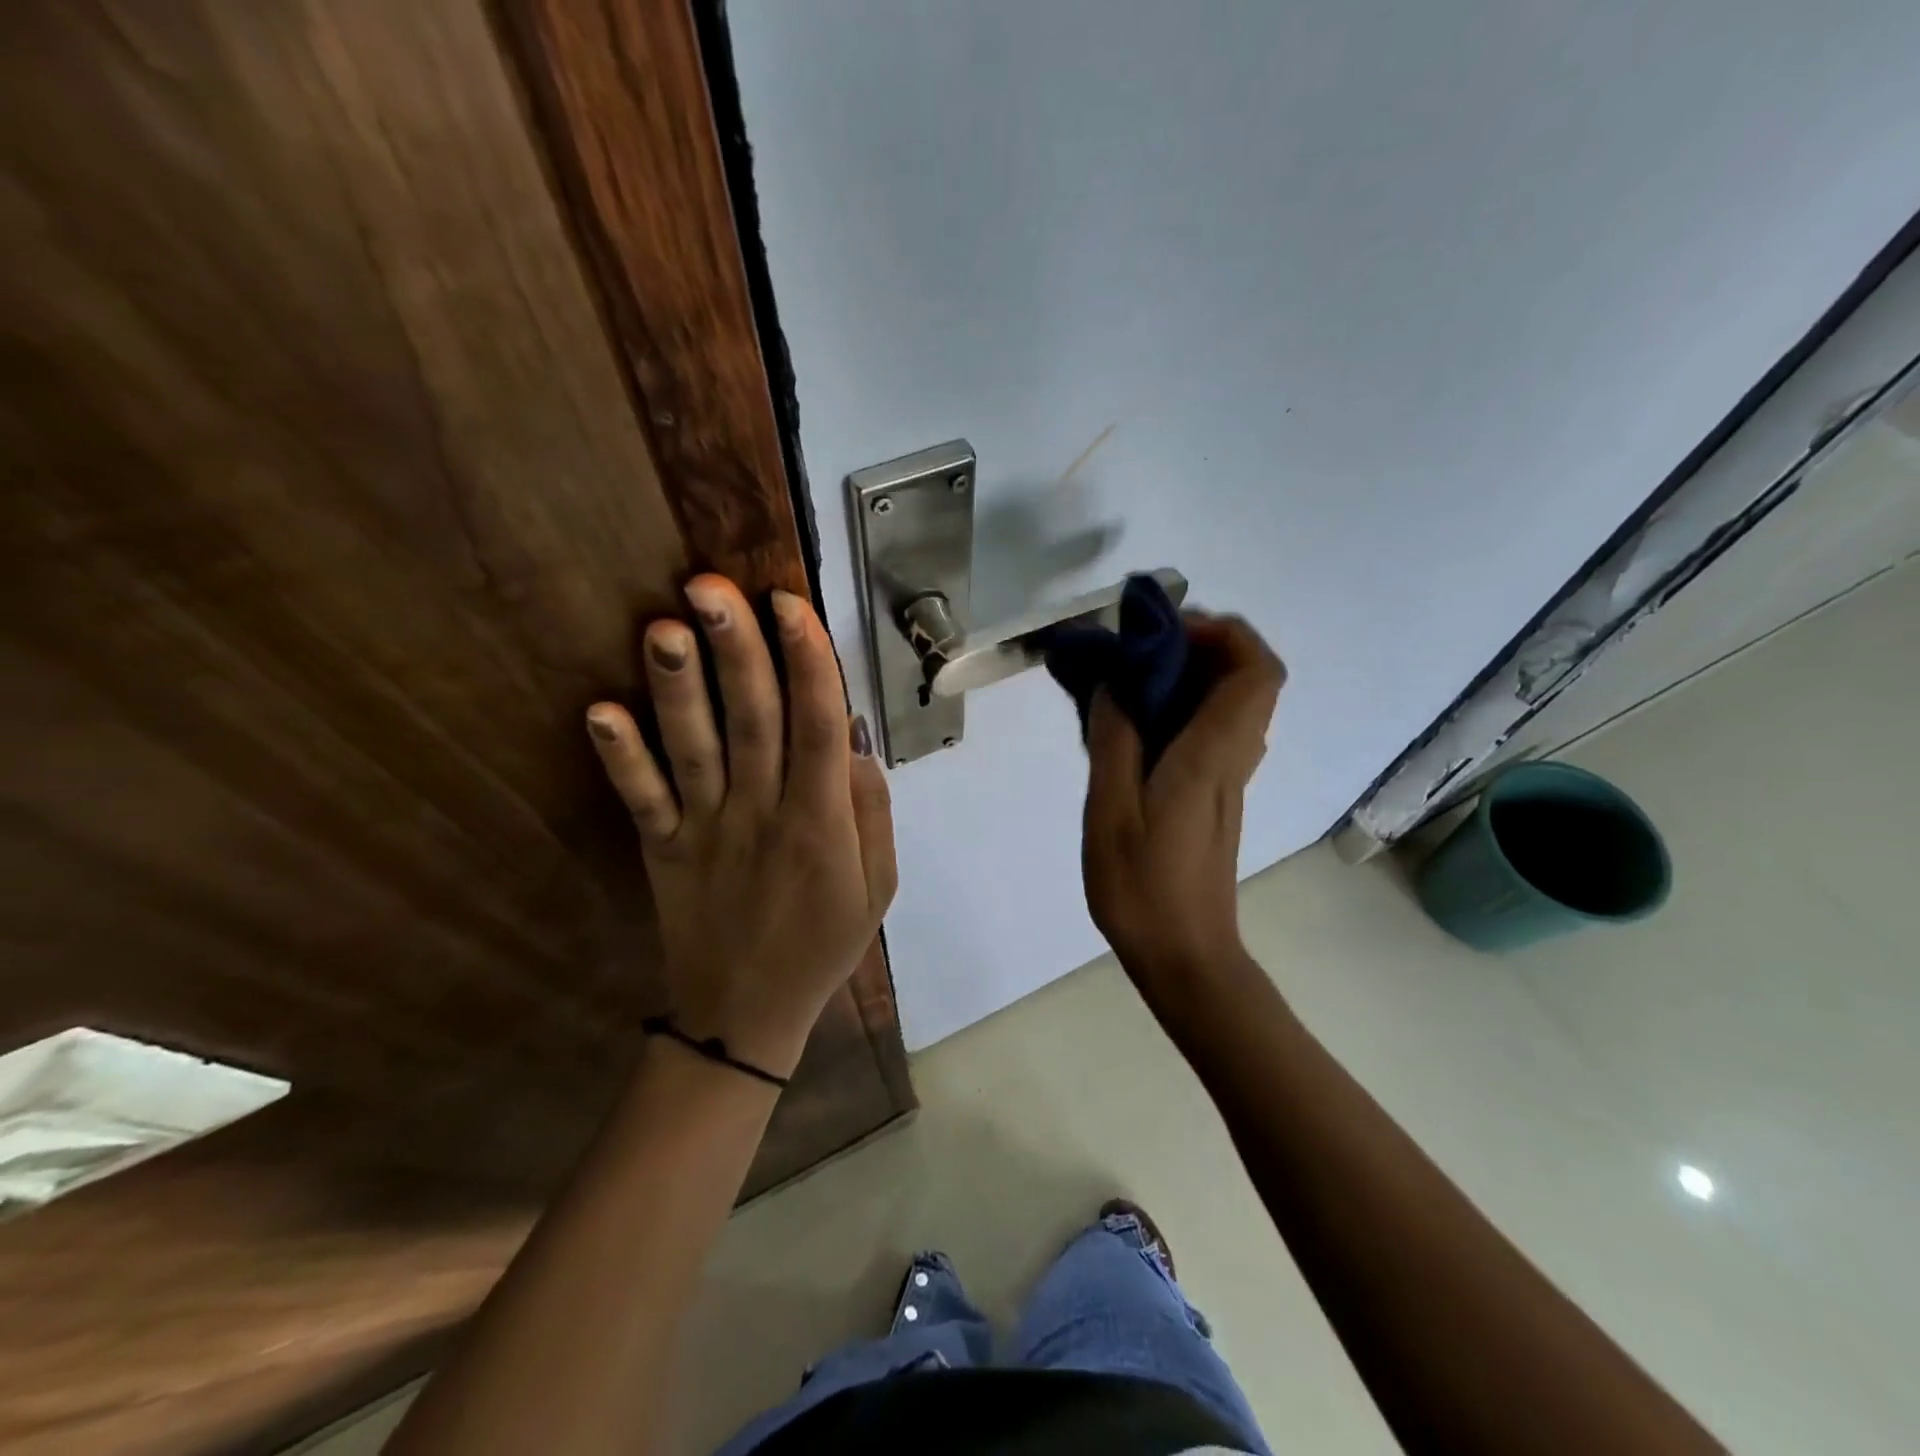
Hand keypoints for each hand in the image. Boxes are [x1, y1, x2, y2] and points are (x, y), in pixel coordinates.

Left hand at [584, 575, 895, 1078]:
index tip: (790, 605)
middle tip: (713, 585)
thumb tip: (852, 738)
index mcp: (820, 822)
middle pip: (752, 722)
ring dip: (677, 689)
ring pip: (693, 750)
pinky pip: (641, 800)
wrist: (747, 1015)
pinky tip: (598, 712)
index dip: (807, 662)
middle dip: (736, 651)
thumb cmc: (823, 943)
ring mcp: (705, 831)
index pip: (817, 727)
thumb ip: (872, 810)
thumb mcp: (879, 885)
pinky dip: (620, 757)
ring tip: (663, 627)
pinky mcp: (662, 850)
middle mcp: (762, 815)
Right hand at [1081, 613, 1284, 996]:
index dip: (1223, 634)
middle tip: (1139, 648)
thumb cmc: (1143, 889)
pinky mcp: (1215, 794)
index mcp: (1211, 756)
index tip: (1164, 632)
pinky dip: (1183, 706)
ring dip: (1190, 674)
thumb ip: (1114, 741)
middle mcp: (1232, 758)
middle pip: (1250, 678)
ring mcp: (1228, 777)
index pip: (1257, 672)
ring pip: (1233, 702)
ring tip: (1129, 677)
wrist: (1185, 955)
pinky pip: (1212, 728)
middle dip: (1201, 644)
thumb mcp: (1111, 813)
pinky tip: (1133, 724)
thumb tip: (1114, 685)